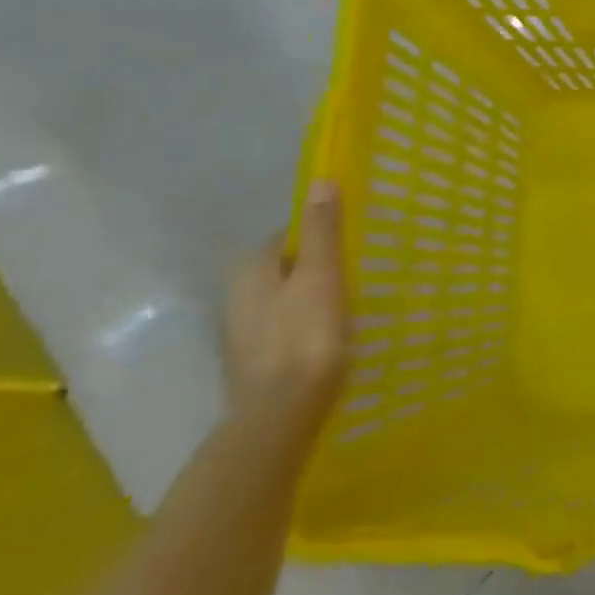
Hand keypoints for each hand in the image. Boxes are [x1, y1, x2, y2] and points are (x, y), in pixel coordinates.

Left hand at [223, 181, 348, 433]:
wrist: (280, 413)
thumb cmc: (306, 337)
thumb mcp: (321, 276)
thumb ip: (321, 231)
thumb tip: (320, 181)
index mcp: (253, 269)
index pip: (286, 234)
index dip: (320, 233)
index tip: (353, 242)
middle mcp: (238, 294)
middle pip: (284, 266)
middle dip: (316, 265)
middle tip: (357, 272)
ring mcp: (243, 330)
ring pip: (284, 297)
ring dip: (311, 295)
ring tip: (349, 304)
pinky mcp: (254, 359)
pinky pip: (284, 325)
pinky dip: (305, 323)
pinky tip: (328, 336)